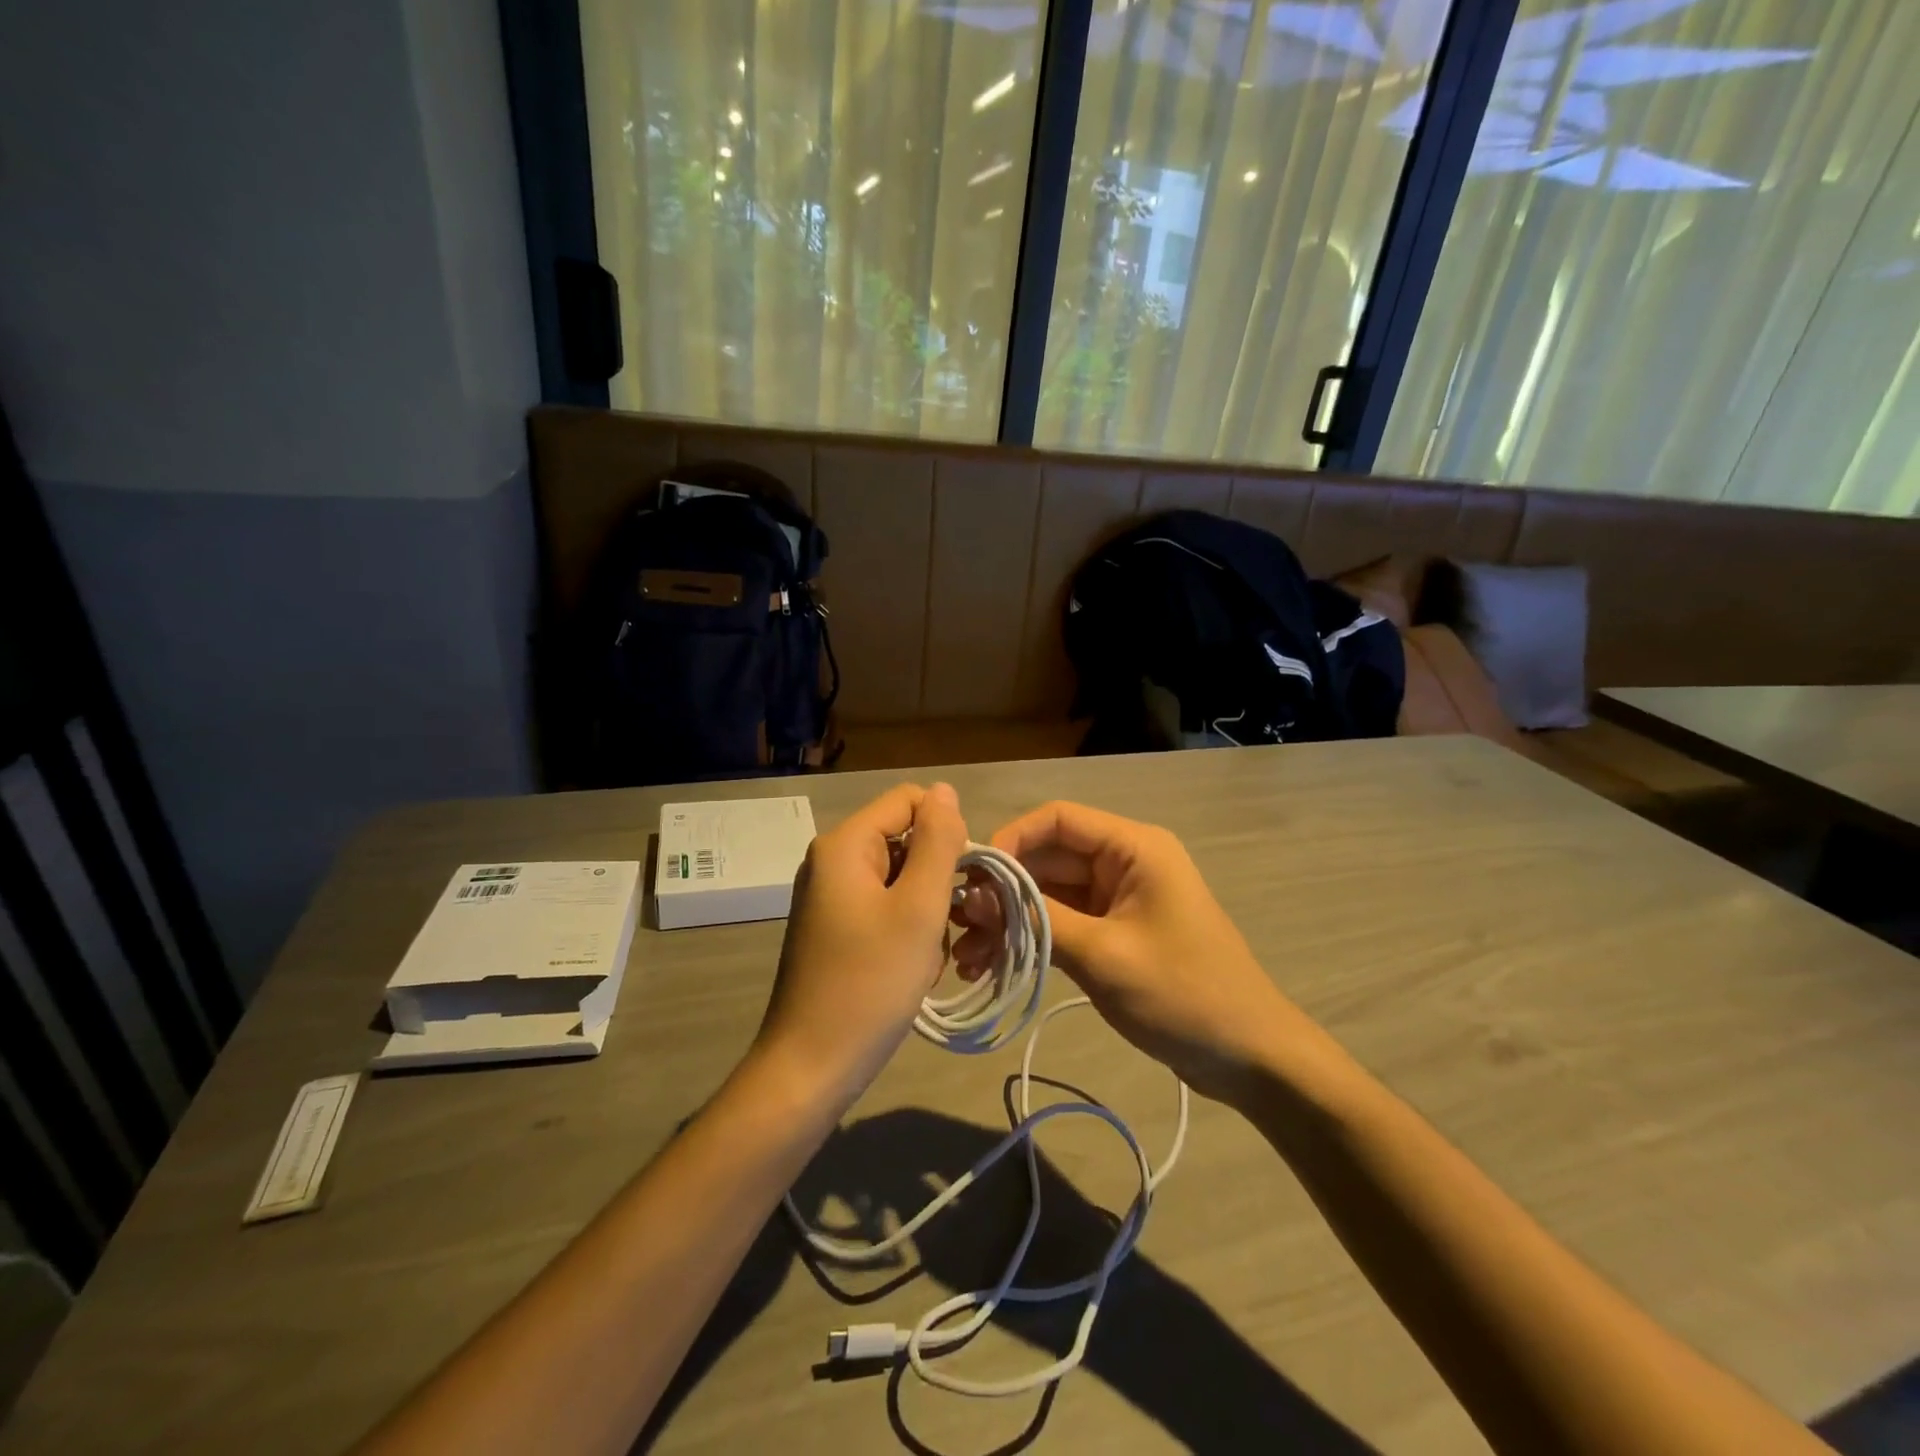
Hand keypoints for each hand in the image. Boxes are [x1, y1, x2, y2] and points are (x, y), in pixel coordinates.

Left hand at [754, 782, 968, 1109]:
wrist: (810, 1068)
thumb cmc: (870, 984)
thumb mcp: (918, 908)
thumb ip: (937, 842)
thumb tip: (945, 791)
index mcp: (845, 845)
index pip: (910, 800)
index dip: (946, 830)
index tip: (960, 879)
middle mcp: (832, 861)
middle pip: (905, 840)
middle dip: (937, 877)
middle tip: (948, 925)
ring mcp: (831, 896)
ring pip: (901, 878)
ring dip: (926, 910)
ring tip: (927, 955)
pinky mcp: (835, 928)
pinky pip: (885, 908)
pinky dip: (907, 930)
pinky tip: (912, 968)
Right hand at [955, 801, 1307, 1103]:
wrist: (1249, 1058)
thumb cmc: (1184, 994)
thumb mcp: (1104, 955)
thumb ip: (1039, 920)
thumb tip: (977, 897)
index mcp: (1133, 848)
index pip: (1057, 819)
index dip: (1011, 839)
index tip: (973, 878)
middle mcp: (1122, 862)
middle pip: (1048, 858)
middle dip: (1002, 890)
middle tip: (958, 926)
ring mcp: (1117, 899)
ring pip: (1049, 893)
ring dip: (1009, 920)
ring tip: (967, 958)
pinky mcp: (1113, 932)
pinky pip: (1061, 922)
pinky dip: (1030, 939)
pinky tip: (993, 967)